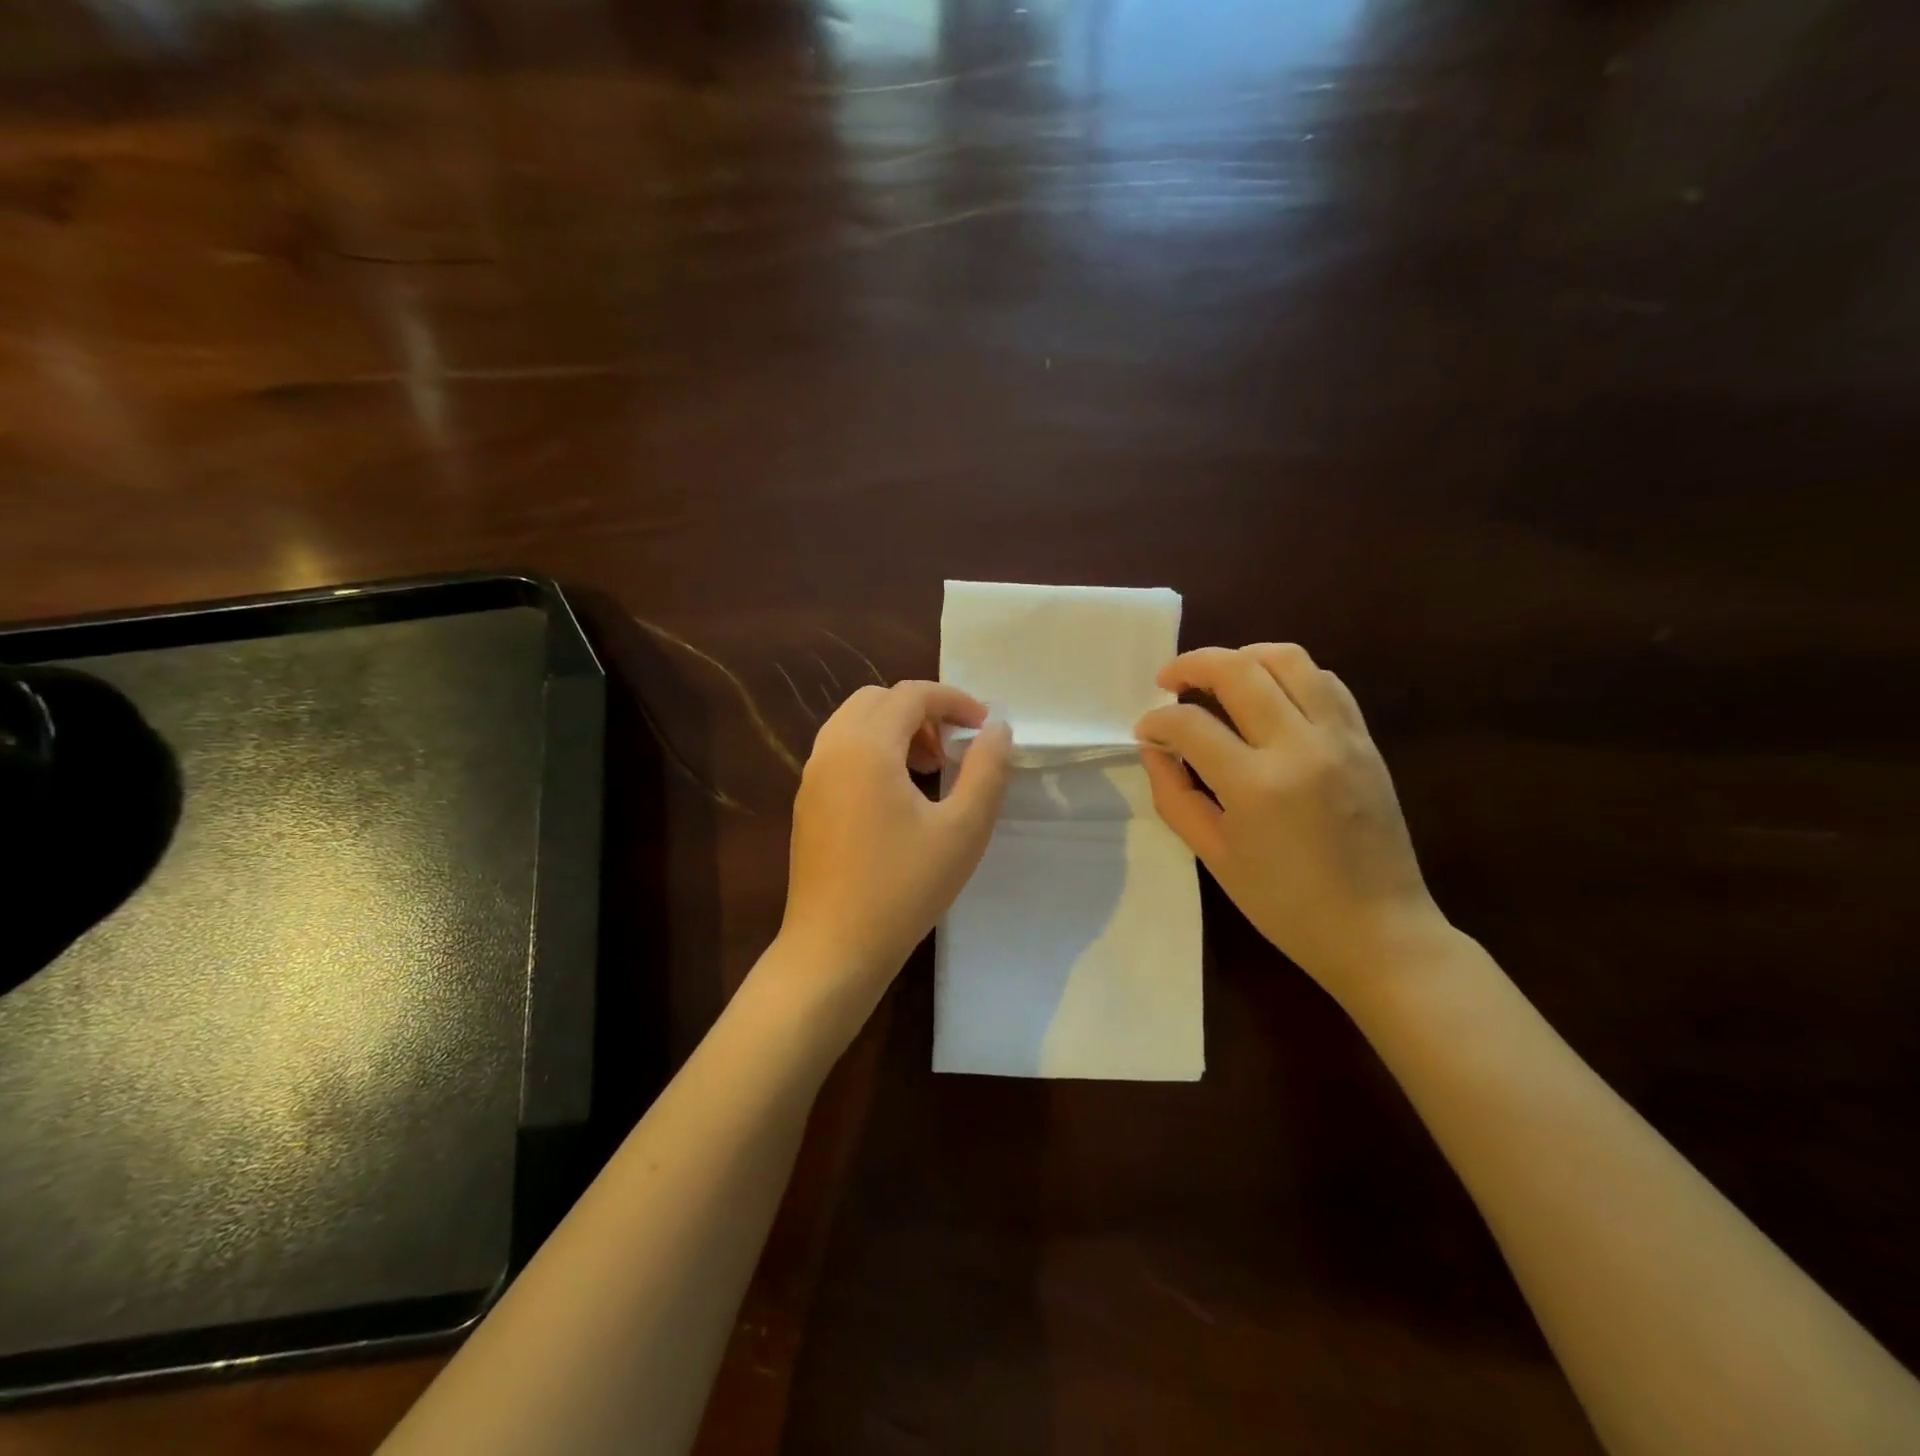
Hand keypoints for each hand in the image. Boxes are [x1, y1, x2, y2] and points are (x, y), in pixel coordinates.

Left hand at [779, 681, 1011, 1013]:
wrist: (834, 949)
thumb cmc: (903, 888)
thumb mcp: (962, 829)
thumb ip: (986, 770)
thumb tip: (997, 729)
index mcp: (866, 747)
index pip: (912, 694)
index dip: (954, 700)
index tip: (984, 727)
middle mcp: (831, 749)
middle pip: (878, 700)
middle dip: (922, 711)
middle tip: (953, 749)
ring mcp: (812, 776)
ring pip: (855, 723)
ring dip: (896, 730)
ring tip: (930, 770)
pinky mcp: (807, 802)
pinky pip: (841, 751)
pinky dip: (873, 750)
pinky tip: (897, 797)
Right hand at [1134, 644, 1448, 997]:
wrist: (1377, 930)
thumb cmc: (1285, 905)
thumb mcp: (1214, 856)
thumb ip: (1175, 795)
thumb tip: (1154, 749)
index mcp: (1256, 785)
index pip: (1190, 724)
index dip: (1156, 721)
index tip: (1145, 731)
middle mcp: (1300, 746)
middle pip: (1238, 670)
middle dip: (1192, 665)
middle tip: (1168, 680)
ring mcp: (1340, 737)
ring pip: (1289, 660)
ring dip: (1243, 657)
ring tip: (1219, 676)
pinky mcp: (1365, 740)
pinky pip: (1326, 682)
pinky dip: (1289, 674)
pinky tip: (1269, 695)